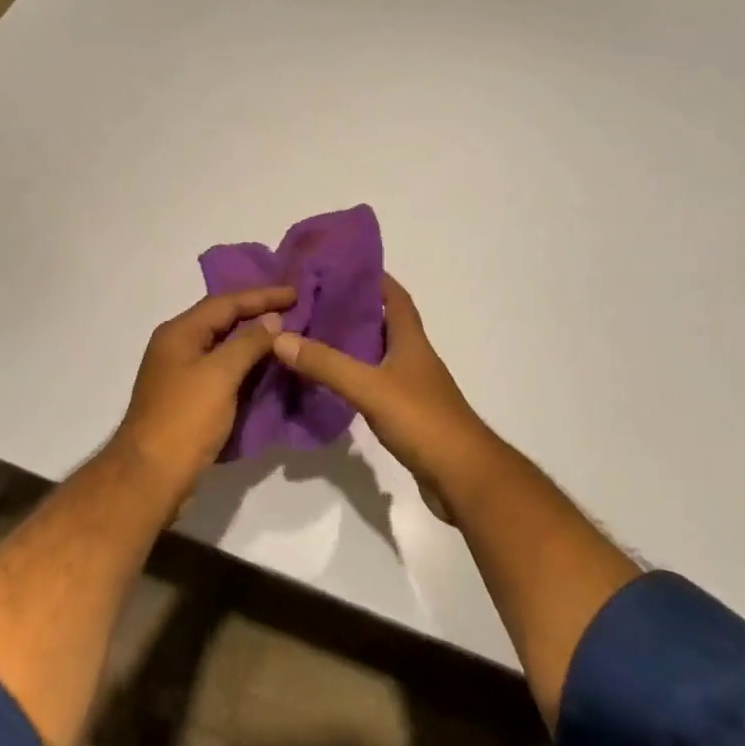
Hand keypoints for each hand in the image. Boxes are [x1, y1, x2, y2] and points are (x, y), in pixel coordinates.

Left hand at [113, 285, 296, 501]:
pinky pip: (222, 370)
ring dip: (253, 341)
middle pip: (222, 320)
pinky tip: (267, 369)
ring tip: (287, 336)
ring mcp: (181, 374)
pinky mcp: (188, 399)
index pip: (226, 302)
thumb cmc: (185, 418)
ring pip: (223, 347)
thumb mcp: (220, 374)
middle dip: (258, 314)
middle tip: (294, 311)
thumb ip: (248, 342)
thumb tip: (272, 319)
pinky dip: (245, 366)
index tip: (296, 293)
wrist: (151, 476)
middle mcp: (177, 346)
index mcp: (179, 332)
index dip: (262, 296)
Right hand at [272, 275, 489, 520]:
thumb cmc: (423, 421)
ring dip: (352, 344)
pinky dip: (355, 376)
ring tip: (313, 336)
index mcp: (411, 340)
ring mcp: (413, 386)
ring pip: (378, 354)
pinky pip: (375, 383)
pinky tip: (331, 382)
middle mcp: (413, 357)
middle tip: (312, 302)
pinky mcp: (407, 413)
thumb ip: (327, 364)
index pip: (395, 296)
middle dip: (352, 309)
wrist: (464, 478)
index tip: (339, 267)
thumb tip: (280, 337)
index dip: (372, 277)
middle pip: (383, 322)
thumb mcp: (370, 388)